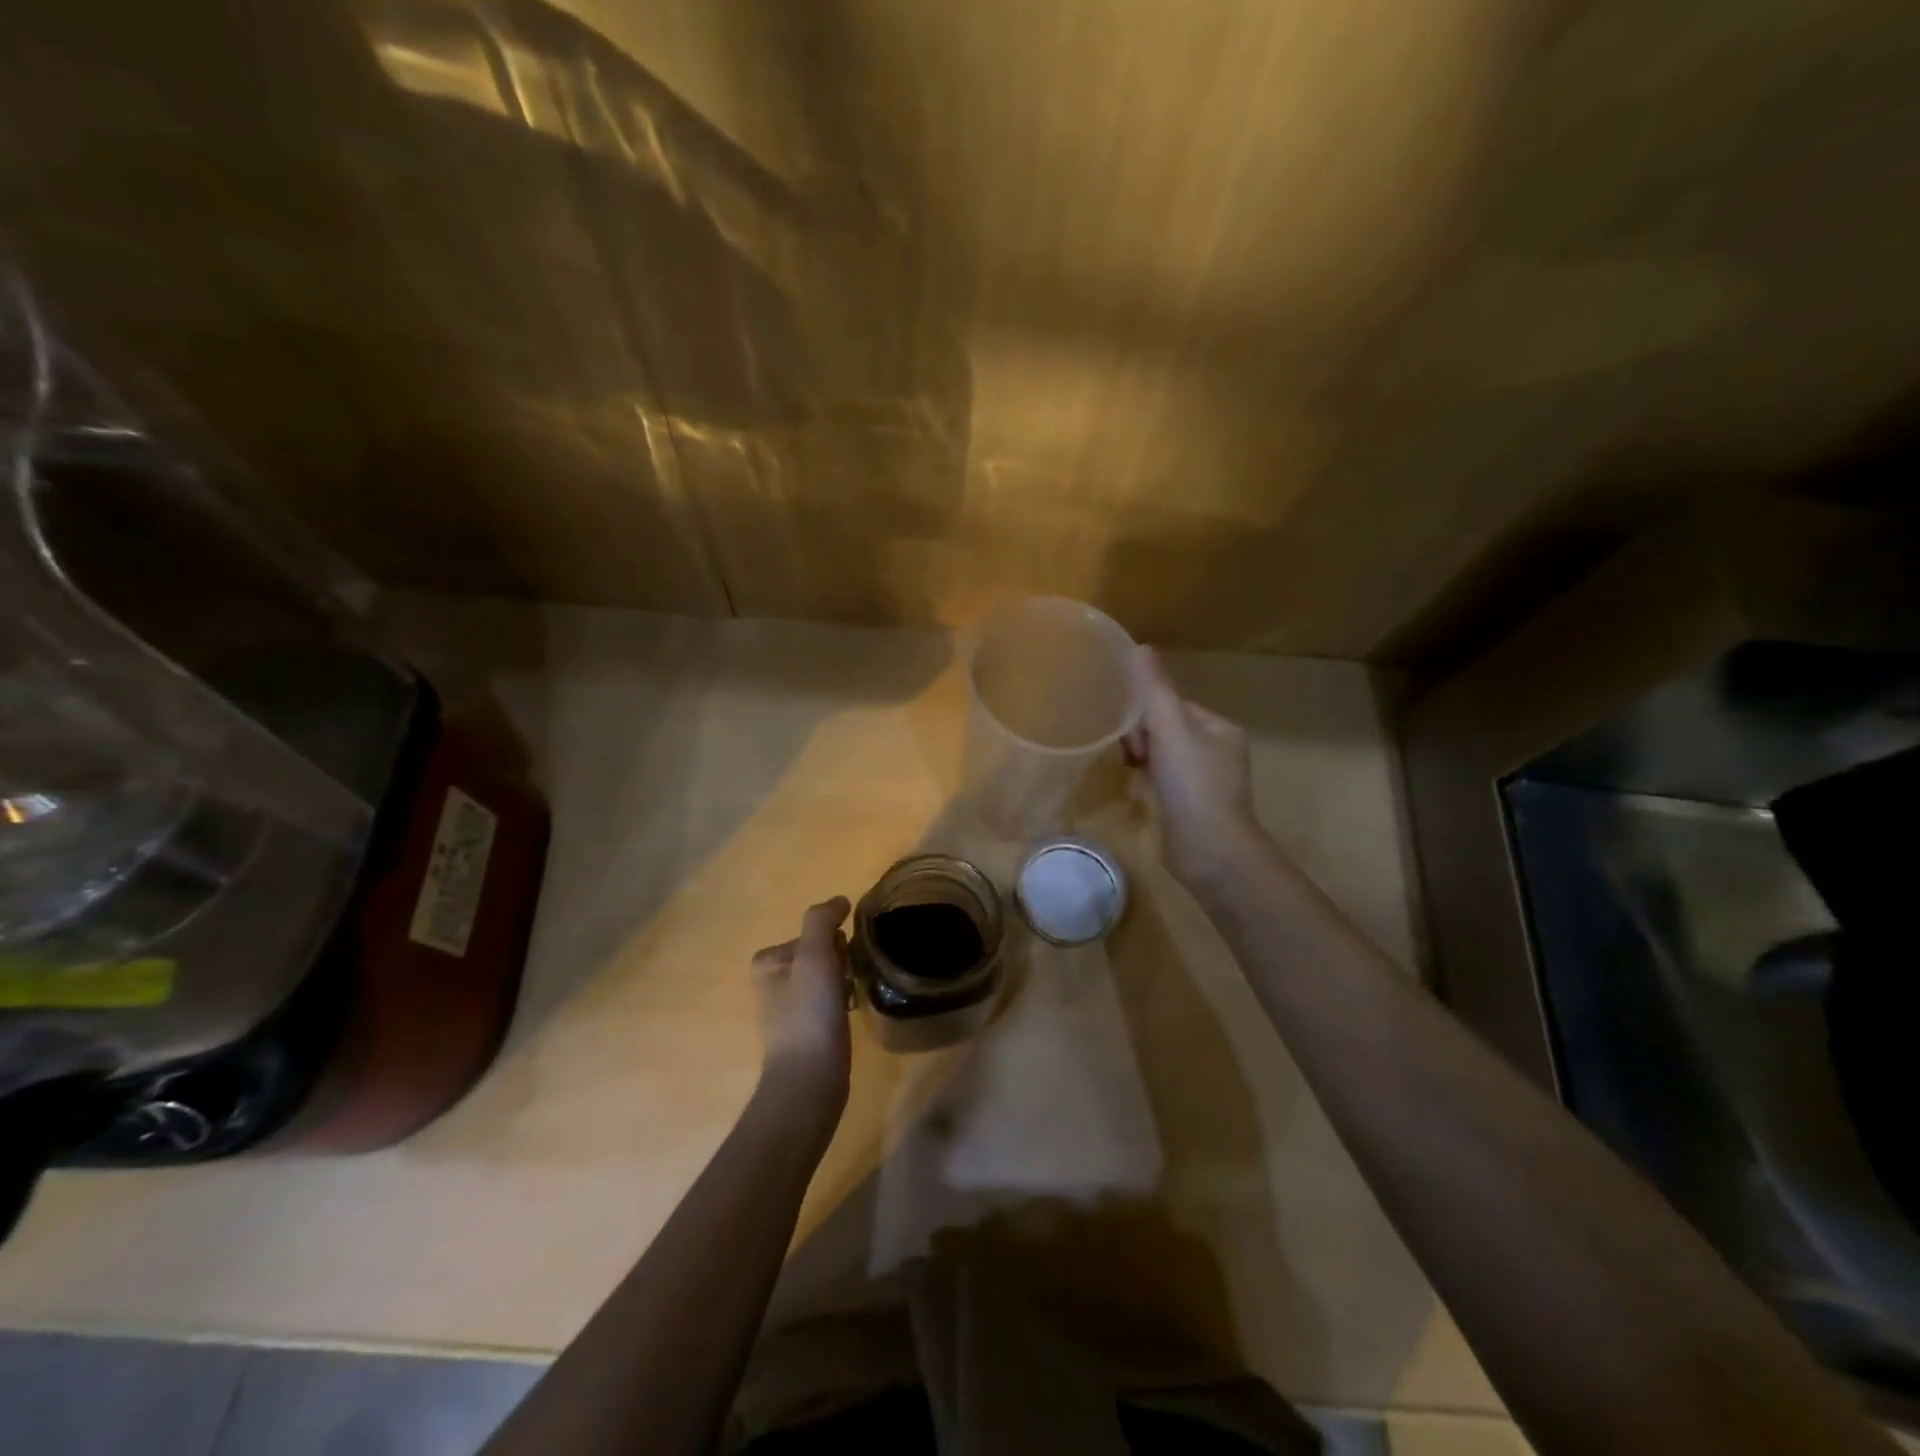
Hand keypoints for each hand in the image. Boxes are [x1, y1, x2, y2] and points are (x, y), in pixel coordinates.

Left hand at [752, 897, 853, 1106]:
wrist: (809, 1080)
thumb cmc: (809, 1014)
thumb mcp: (814, 956)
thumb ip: (822, 920)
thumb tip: (839, 901)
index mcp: (768, 961)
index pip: (815, 932)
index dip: (835, 944)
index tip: (840, 964)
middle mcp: (773, 981)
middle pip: (822, 952)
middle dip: (841, 961)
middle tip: (846, 983)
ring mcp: (789, 1008)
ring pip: (829, 975)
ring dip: (845, 981)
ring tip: (850, 1000)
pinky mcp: (806, 1031)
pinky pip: (830, 1000)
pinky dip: (843, 1001)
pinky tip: (849, 1016)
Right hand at [1125, 647, 1262, 892]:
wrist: (1210, 851)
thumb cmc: (1193, 784)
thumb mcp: (1171, 728)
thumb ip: (1154, 689)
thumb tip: (1140, 647)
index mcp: (1220, 728)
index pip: (1174, 705)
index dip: (1147, 712)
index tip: (1131, 730)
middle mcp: (1218, 751)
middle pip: (1166, 730)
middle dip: (1143, 737)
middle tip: (1132, 755)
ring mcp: (1206, 782)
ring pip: (1163, 757)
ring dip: (1143, 759)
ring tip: (1130, 771)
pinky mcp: (1192, 808)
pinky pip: (1163, 782)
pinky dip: (1148, 782)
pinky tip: (1136, 790)